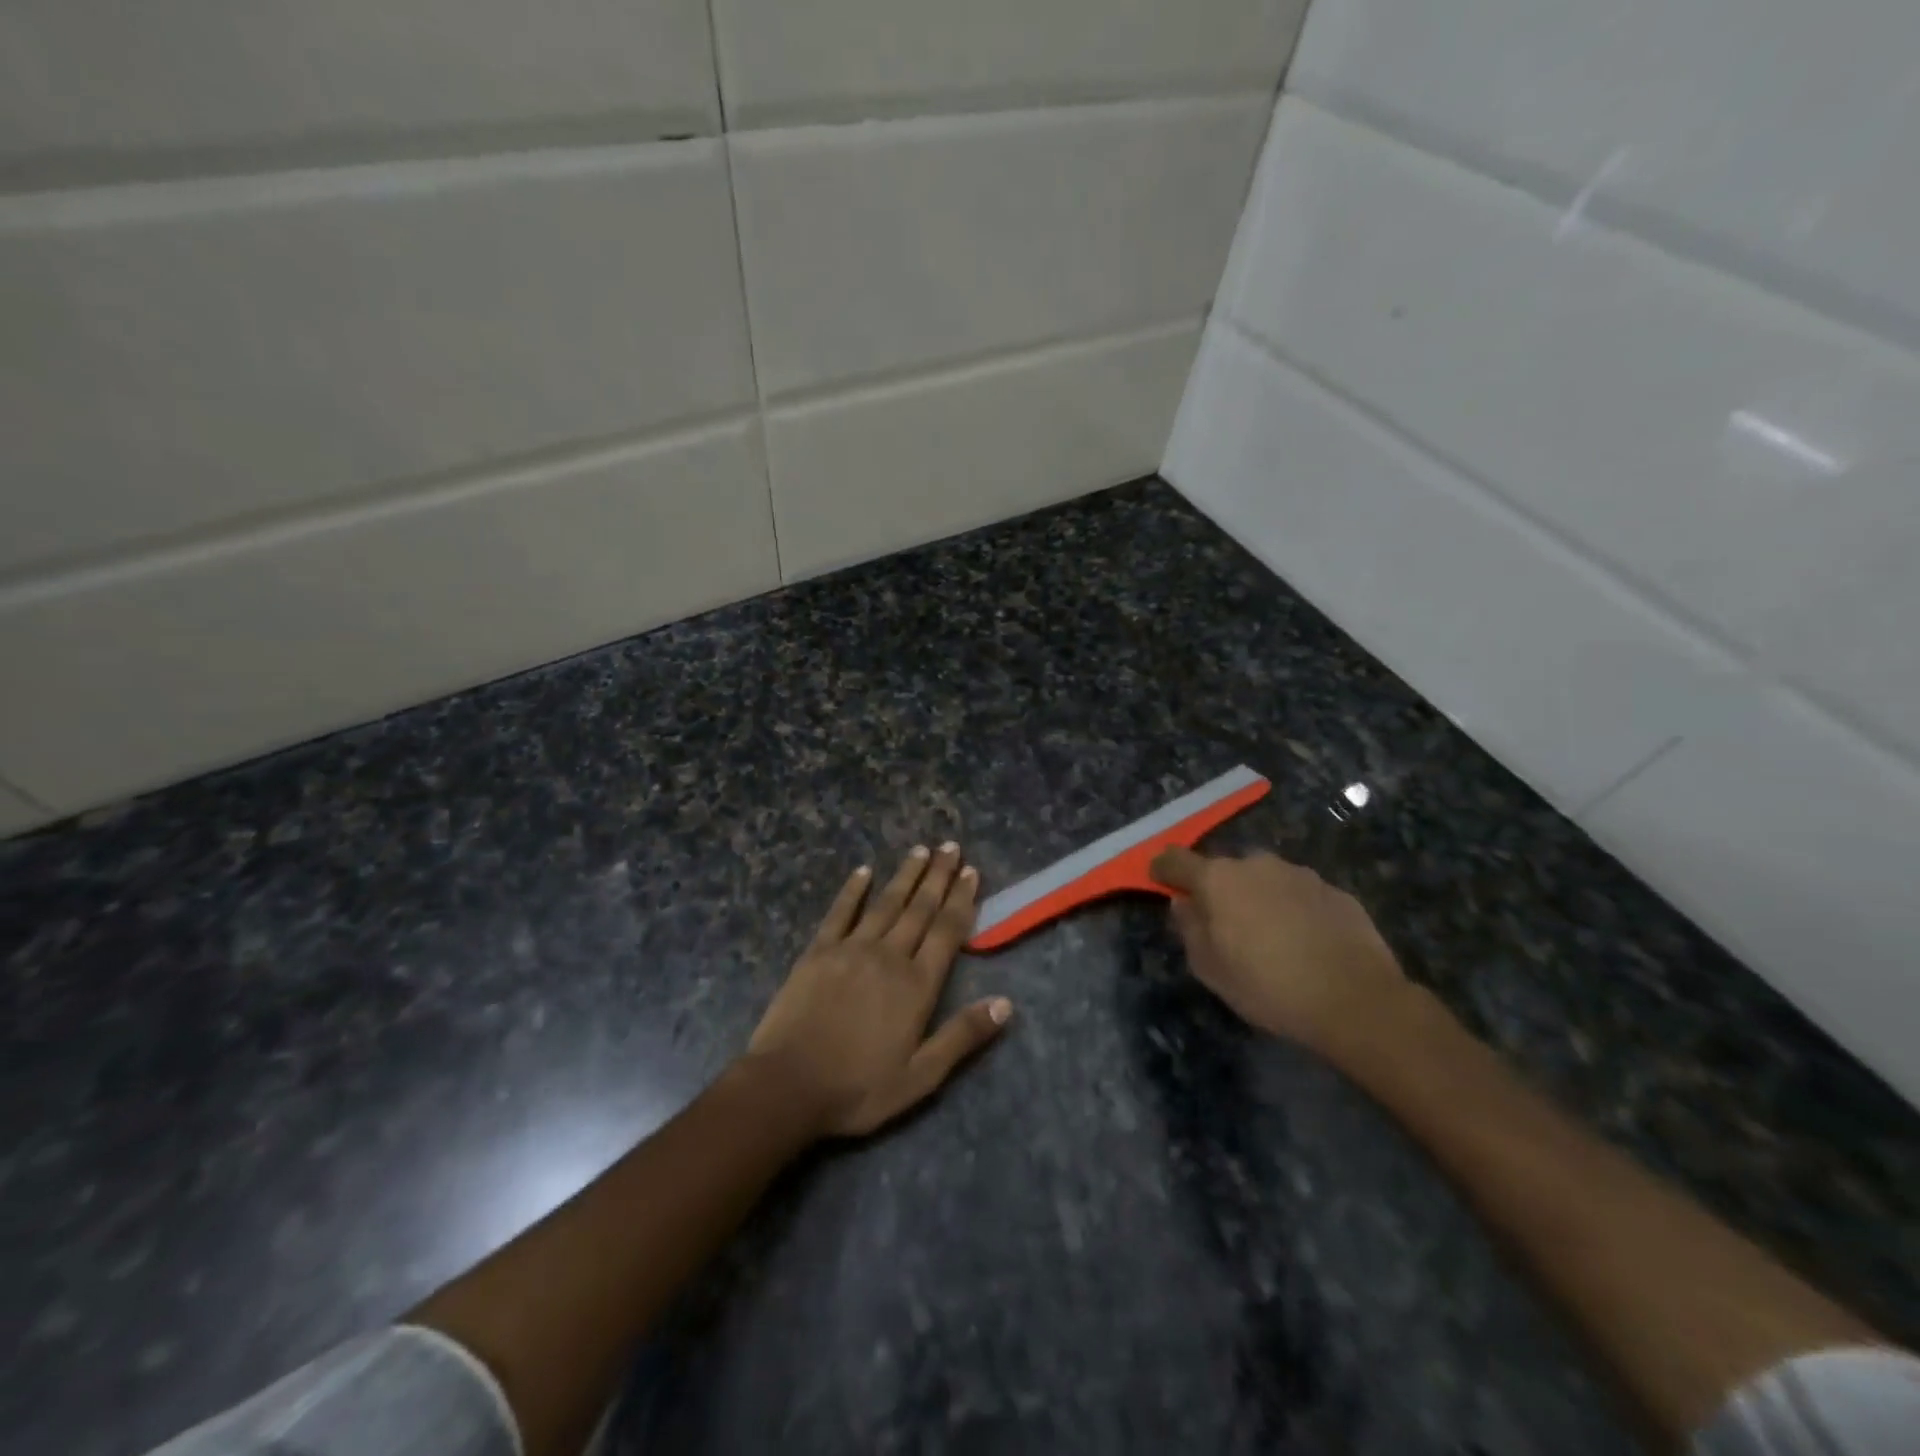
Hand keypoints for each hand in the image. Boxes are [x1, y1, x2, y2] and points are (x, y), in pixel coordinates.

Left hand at [745, 844, 1012, 1137]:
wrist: (787, 1086)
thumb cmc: (858, 1088)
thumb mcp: (921, 1077)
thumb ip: (962, 1036)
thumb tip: (1006, 1004)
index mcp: (916, 985)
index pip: (947, 932)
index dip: (961, 900)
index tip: (970, 871)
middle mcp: (889, 956)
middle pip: (919, 909)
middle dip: (938, 877)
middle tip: (950, 846)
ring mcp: (851, 949)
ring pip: (886, 903)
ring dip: (905, 875)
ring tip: (920, 850)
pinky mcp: (818, 952)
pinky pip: (840, 912)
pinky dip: (853, 890)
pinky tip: (863, 871)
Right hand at [1150, 846, 1411, 1057]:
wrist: (1356, 1000)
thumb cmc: (1268, 986)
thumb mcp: (1210, 969)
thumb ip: (1189, 929)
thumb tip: (1184, 903)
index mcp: (1218, 879)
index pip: (1176, 859)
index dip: (1164, 869)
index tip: (1160, 881)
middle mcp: (1256, 864)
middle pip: (1225, 870)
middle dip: (1219, 890)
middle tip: (1223, 925)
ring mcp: (1299, 874)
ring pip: (1265, 880)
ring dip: (1258, 899)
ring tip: (1269, 938)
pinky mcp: (1335, 891)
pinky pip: (1299, 895)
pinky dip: (1293, 911)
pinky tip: (1304, 943)